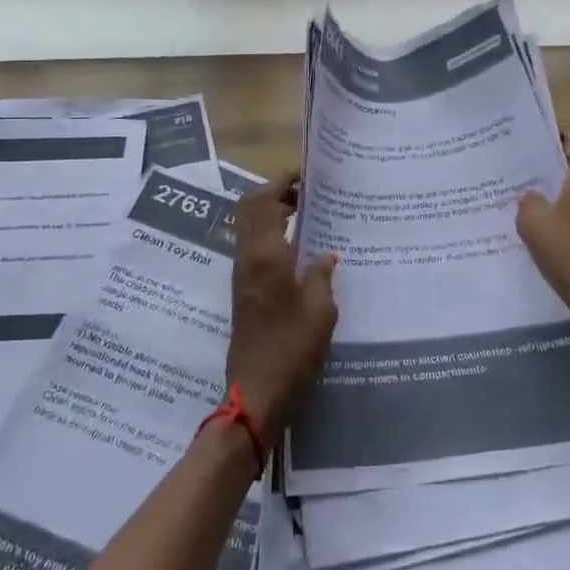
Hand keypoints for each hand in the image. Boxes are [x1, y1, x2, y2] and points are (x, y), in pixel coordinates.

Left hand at [228, 171, 338, 449]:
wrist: (256, 393)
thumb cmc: (292, 349)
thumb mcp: (320, 310)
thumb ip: (322, 275)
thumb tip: (327, 254)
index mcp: (265, 255)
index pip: (264, 200)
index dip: (281, 182)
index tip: (307, 176)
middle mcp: (248, 258)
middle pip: (250, 208)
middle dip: (274, 192)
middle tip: (306, 194)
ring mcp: (242, 275)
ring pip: (249, 227)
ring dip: (272, 213)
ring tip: (307, 216)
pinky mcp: (244, 292)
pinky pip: (254, 247)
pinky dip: (271, 235)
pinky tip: (300, 249)